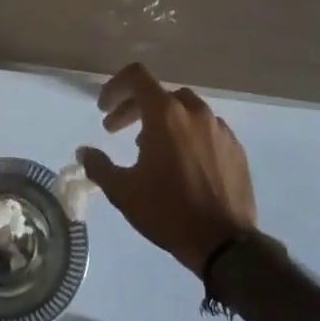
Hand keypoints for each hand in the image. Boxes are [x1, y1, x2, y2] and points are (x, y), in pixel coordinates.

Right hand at [78, 63, 258, 277]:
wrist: (225, 244)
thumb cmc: (168, 211)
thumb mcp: (123, 192)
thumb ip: (99, 166)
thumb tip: (84, 152)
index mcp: (166, 114)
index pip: (137, 76)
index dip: (115, 86)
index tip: (104, 109)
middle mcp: (194, 111)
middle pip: (158, 93)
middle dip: (133, 107)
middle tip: (116, 130)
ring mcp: (219, 128)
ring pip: (184, 109)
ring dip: (162, 120)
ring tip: (149, 147)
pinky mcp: (235, 147)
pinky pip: (206, 129)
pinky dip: (187, 134)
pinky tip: (182, 162)